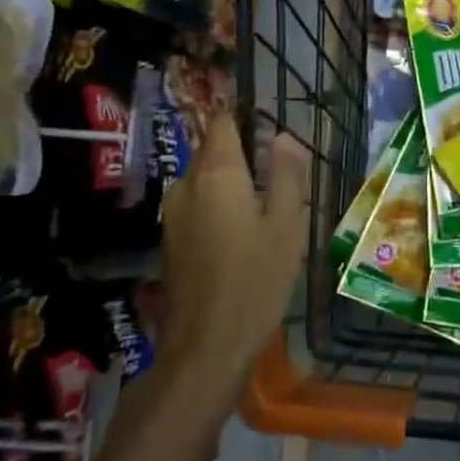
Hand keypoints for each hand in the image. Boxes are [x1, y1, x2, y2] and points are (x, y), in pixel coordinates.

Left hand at [157, 118, 311, 387]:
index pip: (223, 123)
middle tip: (279, 164)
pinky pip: (197, 203)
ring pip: (204, 178)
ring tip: (267, 197)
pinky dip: (219, 202)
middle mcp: (187, 185)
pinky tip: (244, 227)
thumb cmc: (256, 279)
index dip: (243, 114)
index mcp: (217, 174)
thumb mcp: (287, 225)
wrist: (205, 346)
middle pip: (212, 150)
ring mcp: (173, 214)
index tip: (268, 117)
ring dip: (231, 179)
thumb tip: (285, 136)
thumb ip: (288, 175)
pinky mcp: (171, 240)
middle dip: (242, 148)